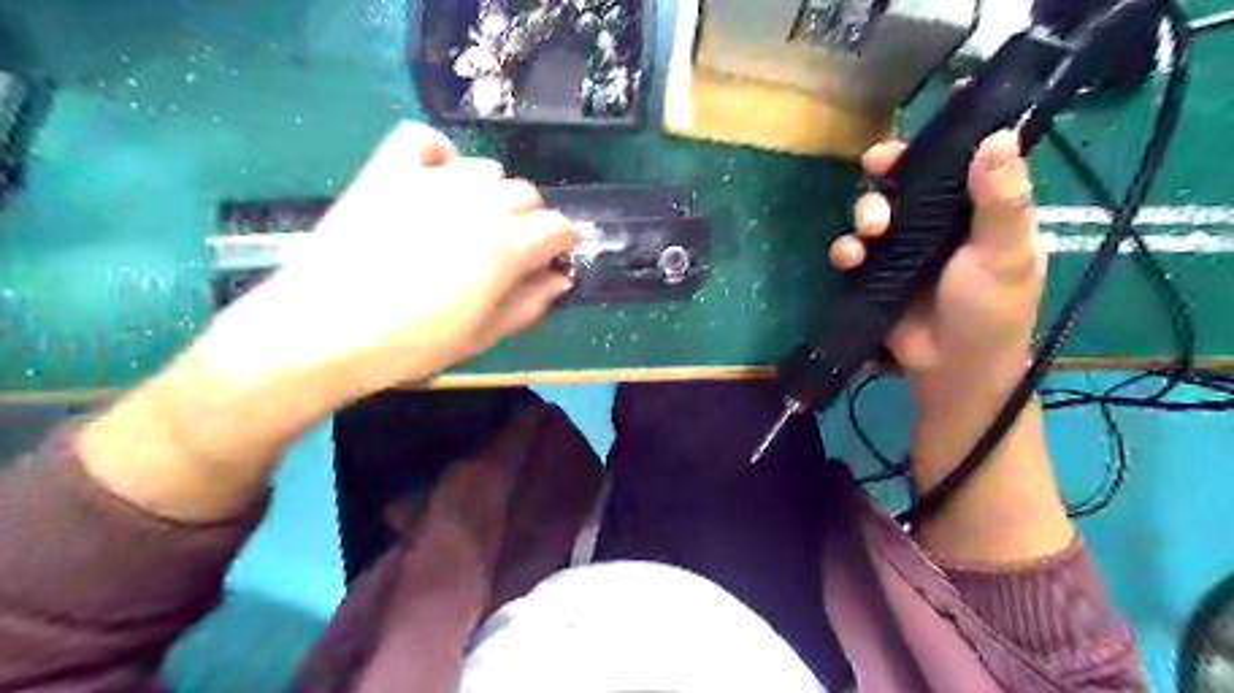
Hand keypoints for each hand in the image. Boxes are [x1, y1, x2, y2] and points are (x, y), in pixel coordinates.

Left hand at [202, 122, 582, 402]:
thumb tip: (560, 278)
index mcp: (508, 245)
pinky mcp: (388, 171)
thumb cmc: (413, 344)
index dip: (561, 245)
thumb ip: (530, 302)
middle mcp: (479, 202)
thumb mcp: (484, 335)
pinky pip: (424, 141)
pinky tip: (435, 179)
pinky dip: (438, 154)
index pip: (558, 227)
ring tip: (471, 223)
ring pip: (486, 169)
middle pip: (526, 194)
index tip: (551, 262)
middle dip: (531, 220)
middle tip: (510, 251)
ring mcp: (432, 180)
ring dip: (491, 194)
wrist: (323, 331)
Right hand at [827, 127, 1038, 403]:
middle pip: (909, 178)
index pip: (966, 158)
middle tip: (877, 163)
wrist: (951, 369)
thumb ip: (1002, 201)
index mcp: (980, 209)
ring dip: (866, 209)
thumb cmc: (990, 311)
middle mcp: (939, 221)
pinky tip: (850, 258)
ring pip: (876, 209)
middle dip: (889, 167)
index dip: (950, 133)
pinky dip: (846, 248)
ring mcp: (903, 247)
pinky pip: (854, 249)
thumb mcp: (1005, 255)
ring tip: (870, 229)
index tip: (937, 103)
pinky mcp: (875, 272)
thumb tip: (999, 135)